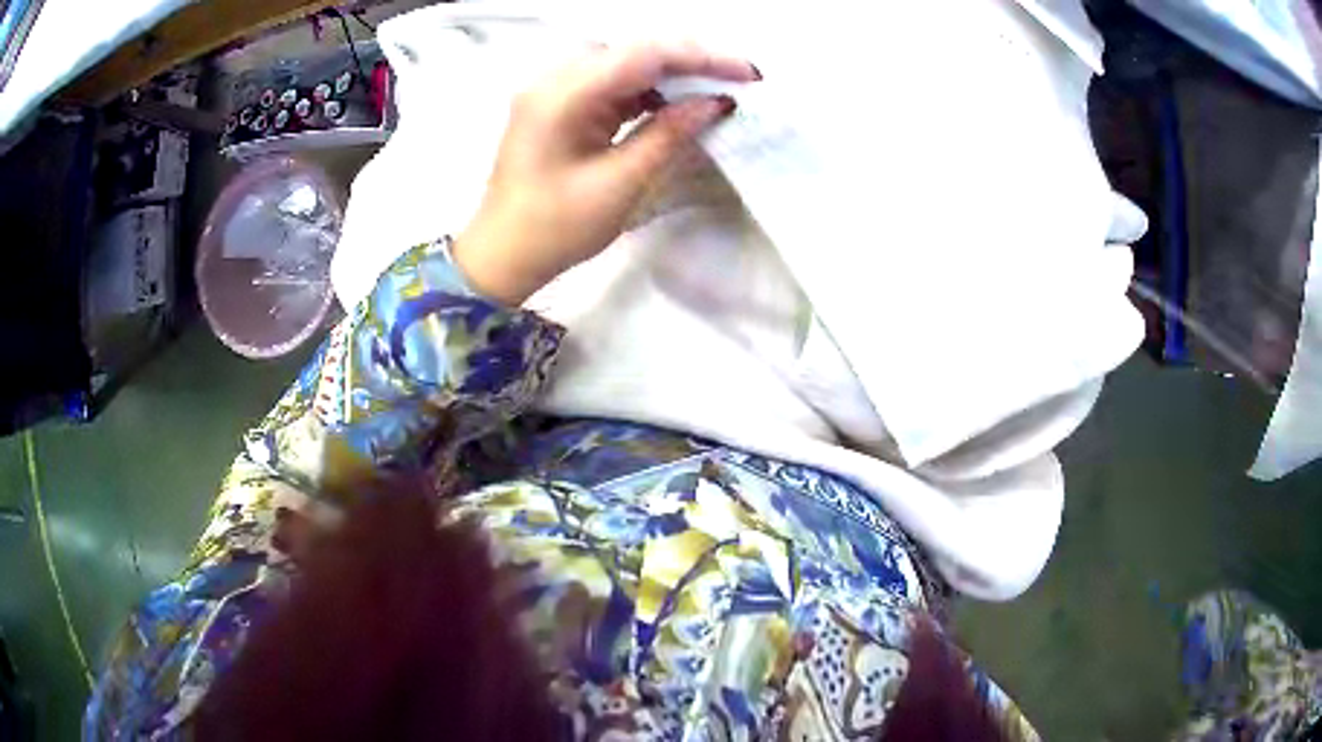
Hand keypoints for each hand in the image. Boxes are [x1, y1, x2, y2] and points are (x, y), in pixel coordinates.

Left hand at [453, 42, 759, 304]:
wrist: (501, 255)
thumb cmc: (555, 229)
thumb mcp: (619, 183)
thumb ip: (669, 133)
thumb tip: (717, 100)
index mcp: (563, 94)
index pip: (643, 54)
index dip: (700, 56)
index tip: (747, 73)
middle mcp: (555, 78)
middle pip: (633, 49)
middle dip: (690, 59)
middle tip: (739, 78)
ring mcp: (554, 88)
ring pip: (624, 61)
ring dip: (670, 72)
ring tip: (715, 88)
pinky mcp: (559, 103)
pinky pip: (611, 81)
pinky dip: (647, 88)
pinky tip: (675, 101)